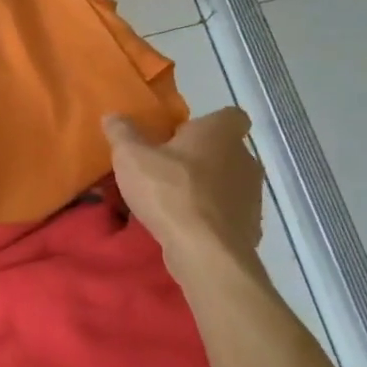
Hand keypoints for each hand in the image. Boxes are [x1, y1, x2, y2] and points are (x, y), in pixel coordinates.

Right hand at [104, 107, 263, 259]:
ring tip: (174, 202)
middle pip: (226, 151)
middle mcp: (245, 158)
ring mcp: (252, 195)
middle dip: (202, 158)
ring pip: (229, 184)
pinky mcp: (251, 227)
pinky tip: (187, 228)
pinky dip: (212, 218)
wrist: (204, 250)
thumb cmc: (169, 191)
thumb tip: (113, 115)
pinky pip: (229, 215)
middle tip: (169, 170)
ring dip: (208, 189)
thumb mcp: (131, 156)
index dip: (208, 124)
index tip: (183, 136)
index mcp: (221, 133)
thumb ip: (122, 132)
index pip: (230, 116)